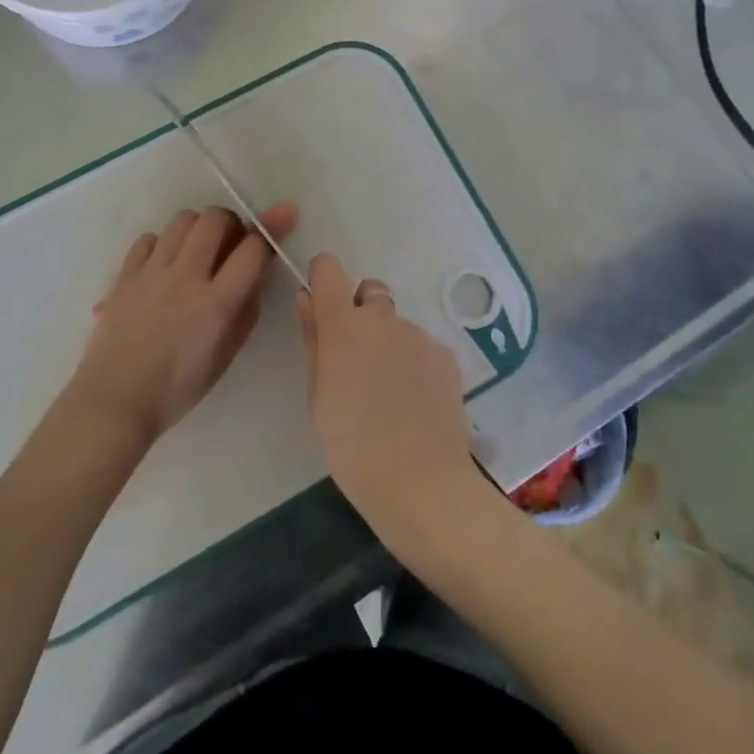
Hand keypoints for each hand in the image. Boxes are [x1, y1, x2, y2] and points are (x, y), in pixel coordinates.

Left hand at [69, 203, 300, 447]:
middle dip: (232, 222)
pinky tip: (165, 264)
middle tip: (231, 242)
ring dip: (199, 228)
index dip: (272, 228)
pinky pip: (150, 238)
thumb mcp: (226, 356)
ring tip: (198, 251)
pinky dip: (164, 243)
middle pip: (215, 219)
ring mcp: (152, 272)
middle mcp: (186, 277)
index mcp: (216, 303)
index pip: (253, 248)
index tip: (284, 216)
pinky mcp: (125, 274)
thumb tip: (255, 275)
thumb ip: (246, 311)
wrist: (115, 400)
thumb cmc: (177, 388)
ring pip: (182, 220)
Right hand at [297, 253, 480, 555]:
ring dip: (389, 343)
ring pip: (397, 323)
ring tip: (389, 393)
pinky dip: (415, 363)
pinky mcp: (446, 355)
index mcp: (343, 325)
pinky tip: (415, 402)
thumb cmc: (352, 447)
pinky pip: (422, 346)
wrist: (421, 484)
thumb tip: (308, 298)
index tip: (322, 303)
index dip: (324, 278)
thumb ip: (313, 340)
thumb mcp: (317, 397)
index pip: (329, 269)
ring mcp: (419, 335)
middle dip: (361, 312)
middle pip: (369, 291)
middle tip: (357, 360)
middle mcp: (382, 318)